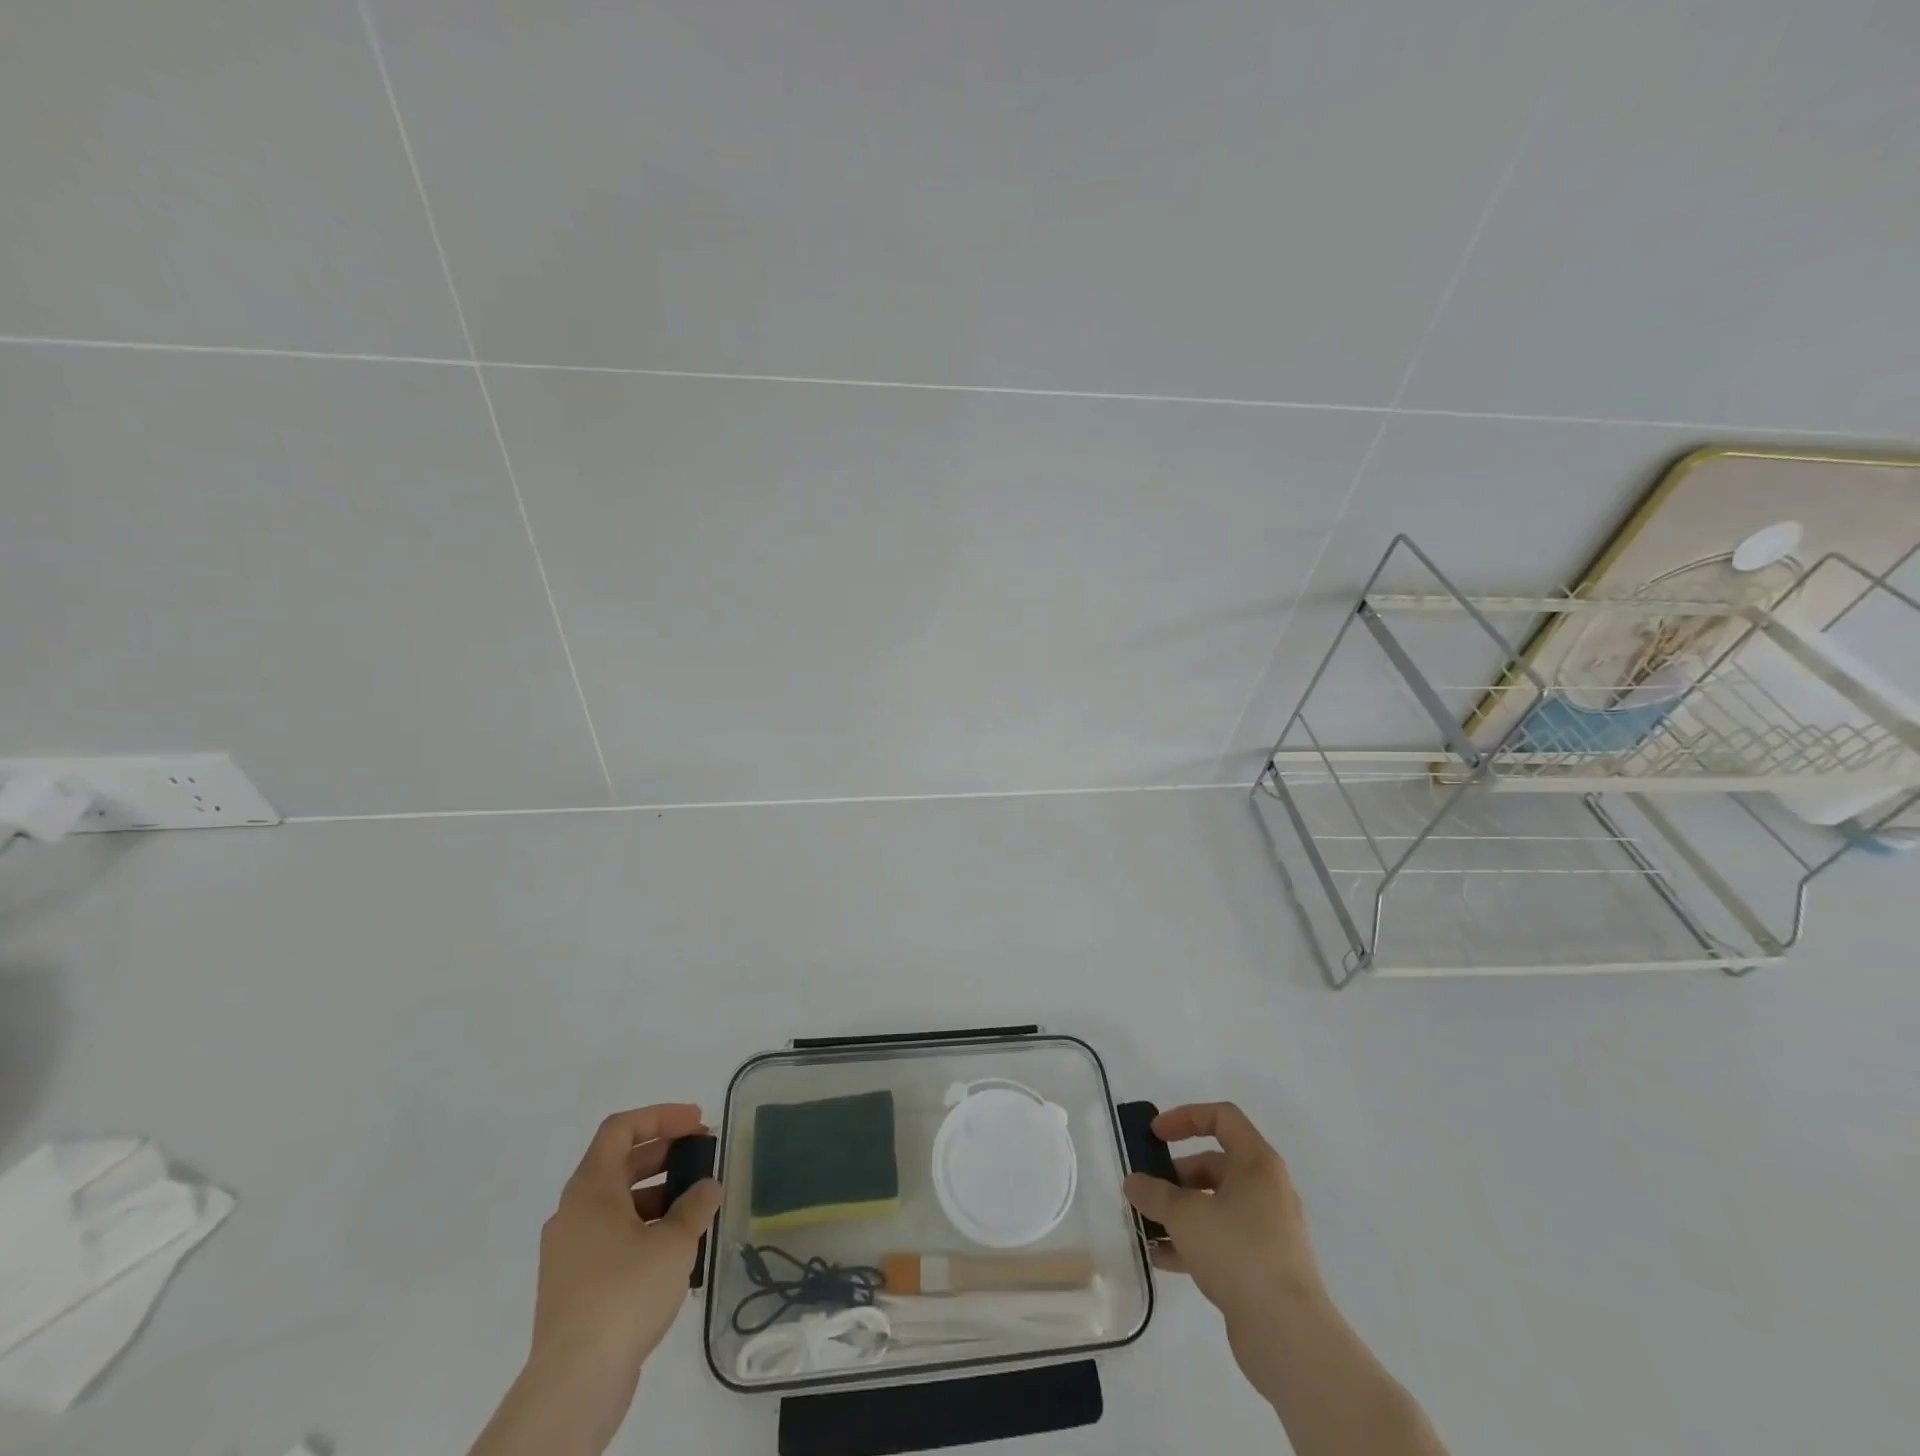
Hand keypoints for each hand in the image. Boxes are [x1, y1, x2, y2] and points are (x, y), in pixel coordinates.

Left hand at [532, 1104, 720, 1370]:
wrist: (575, 1382)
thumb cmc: (625, 1292)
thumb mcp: (674, 1242)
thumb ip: (695, 1205)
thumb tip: (708, 1186)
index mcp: (590, 1189)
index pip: (621, 1129)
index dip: (661, 1116)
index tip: (697, 1123)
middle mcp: (573, 1212)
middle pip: (620, 1163)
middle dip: (665, 1154)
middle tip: (703, 1158)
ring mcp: (570, 1251)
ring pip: (617, 1203)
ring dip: (658, 1194)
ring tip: (697, 1206)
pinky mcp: (574, 1286)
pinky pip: (612, 1237)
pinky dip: (644, 1228)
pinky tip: (675, 1250)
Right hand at [1123, 1102, 1322, 1321]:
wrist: (1288, 1335)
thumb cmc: (1238, 1252)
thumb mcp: (1185, 1215)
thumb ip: (1154, 1193)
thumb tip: (1133, 1182)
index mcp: (1257, 1163)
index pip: (1222, 1117)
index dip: (1185, 1117)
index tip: (1155, 1135)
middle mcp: (1266, 1189)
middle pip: (1215, 1164)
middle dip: (1175, 1175)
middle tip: (1146, 1190)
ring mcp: (1267, 1230)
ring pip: (1215, 1205)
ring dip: (1180, 1211)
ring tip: (1146, 1225)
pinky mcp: (1263, 1266)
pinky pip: (1221, 1239)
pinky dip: (1192, 1242)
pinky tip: (1161, 1258)